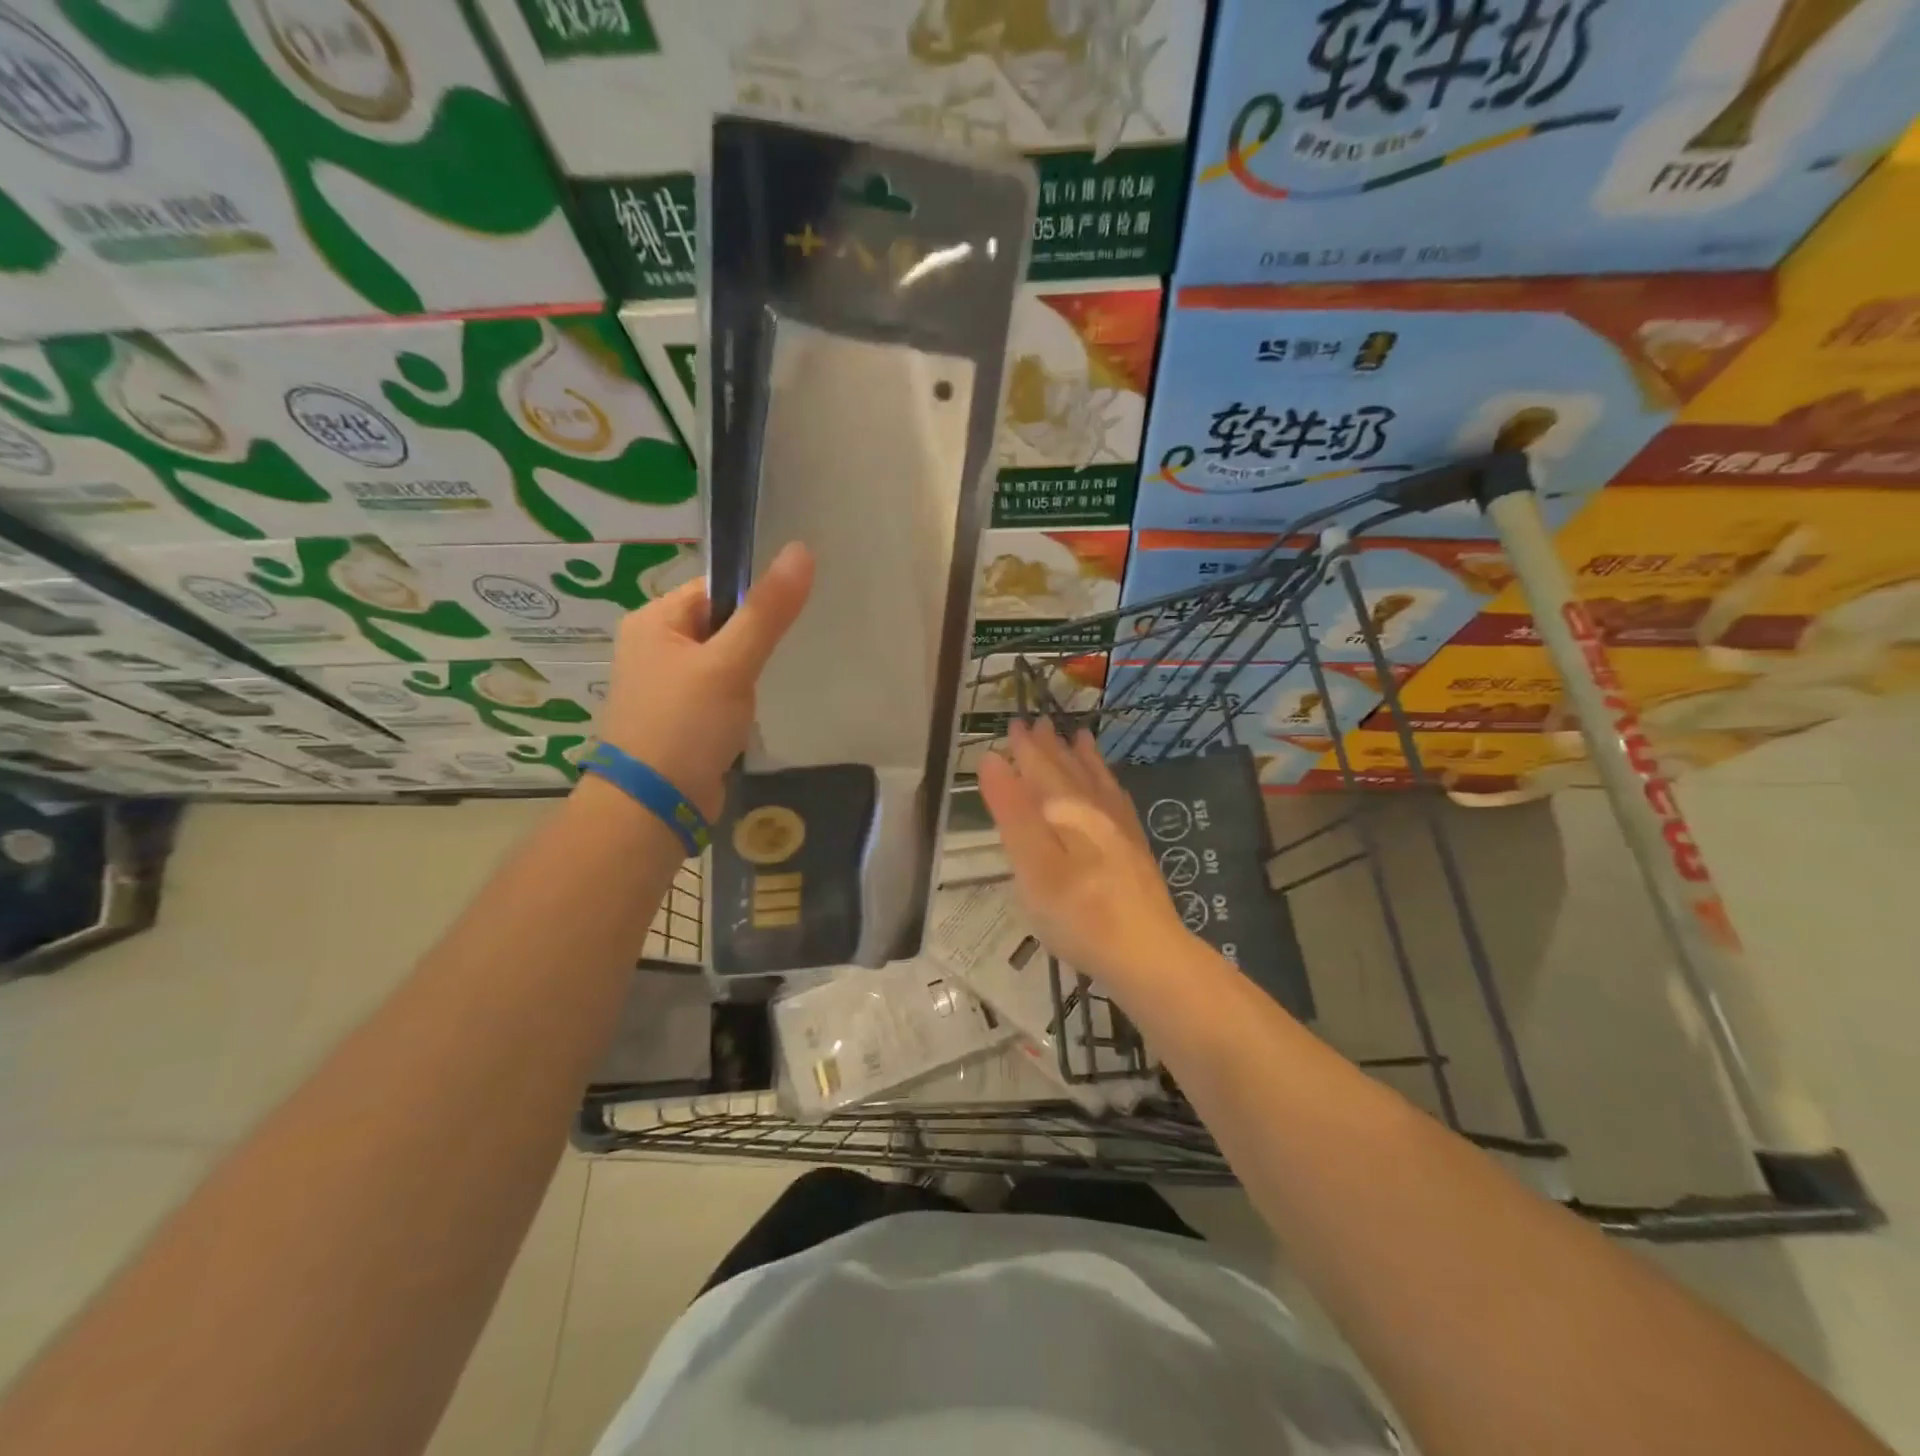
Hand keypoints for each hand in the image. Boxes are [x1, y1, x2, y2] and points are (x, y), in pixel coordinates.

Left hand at [593, 543, 813, 819]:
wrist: (653, 806)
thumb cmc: (685, 724)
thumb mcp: (730, 663)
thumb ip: (768, 611)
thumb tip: (802, 550)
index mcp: (654, 621)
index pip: (714, 589)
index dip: (750, 603)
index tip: (779, 626)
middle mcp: (653, 647)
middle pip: (720, 625)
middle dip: (749, 646)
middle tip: (765, 668)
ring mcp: (664, 686)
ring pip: (721, 663)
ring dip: (744, 677)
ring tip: (753, 698)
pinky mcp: (678, 718)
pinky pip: (716, 694)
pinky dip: (734, 703)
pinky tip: (742, 721)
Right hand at [977, 718, 1188, 992]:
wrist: (1147, 953)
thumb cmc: (1078, 915)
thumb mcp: (1032, 866)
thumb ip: (1012, 812)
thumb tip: (992, 760)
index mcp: (1064, 811)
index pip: (1039, 769)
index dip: (1025, 748)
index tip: (1014, 723)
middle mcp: (1094, 810)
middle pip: (1068, 771)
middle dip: (1050, 746)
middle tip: (1039, 722)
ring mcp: (1120, 829)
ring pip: (1096, 782)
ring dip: (1083, 758)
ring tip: (1078, 736)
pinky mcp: (1135, 849)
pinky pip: (1119, 802)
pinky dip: (1109, 785)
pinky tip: (1110, 786)